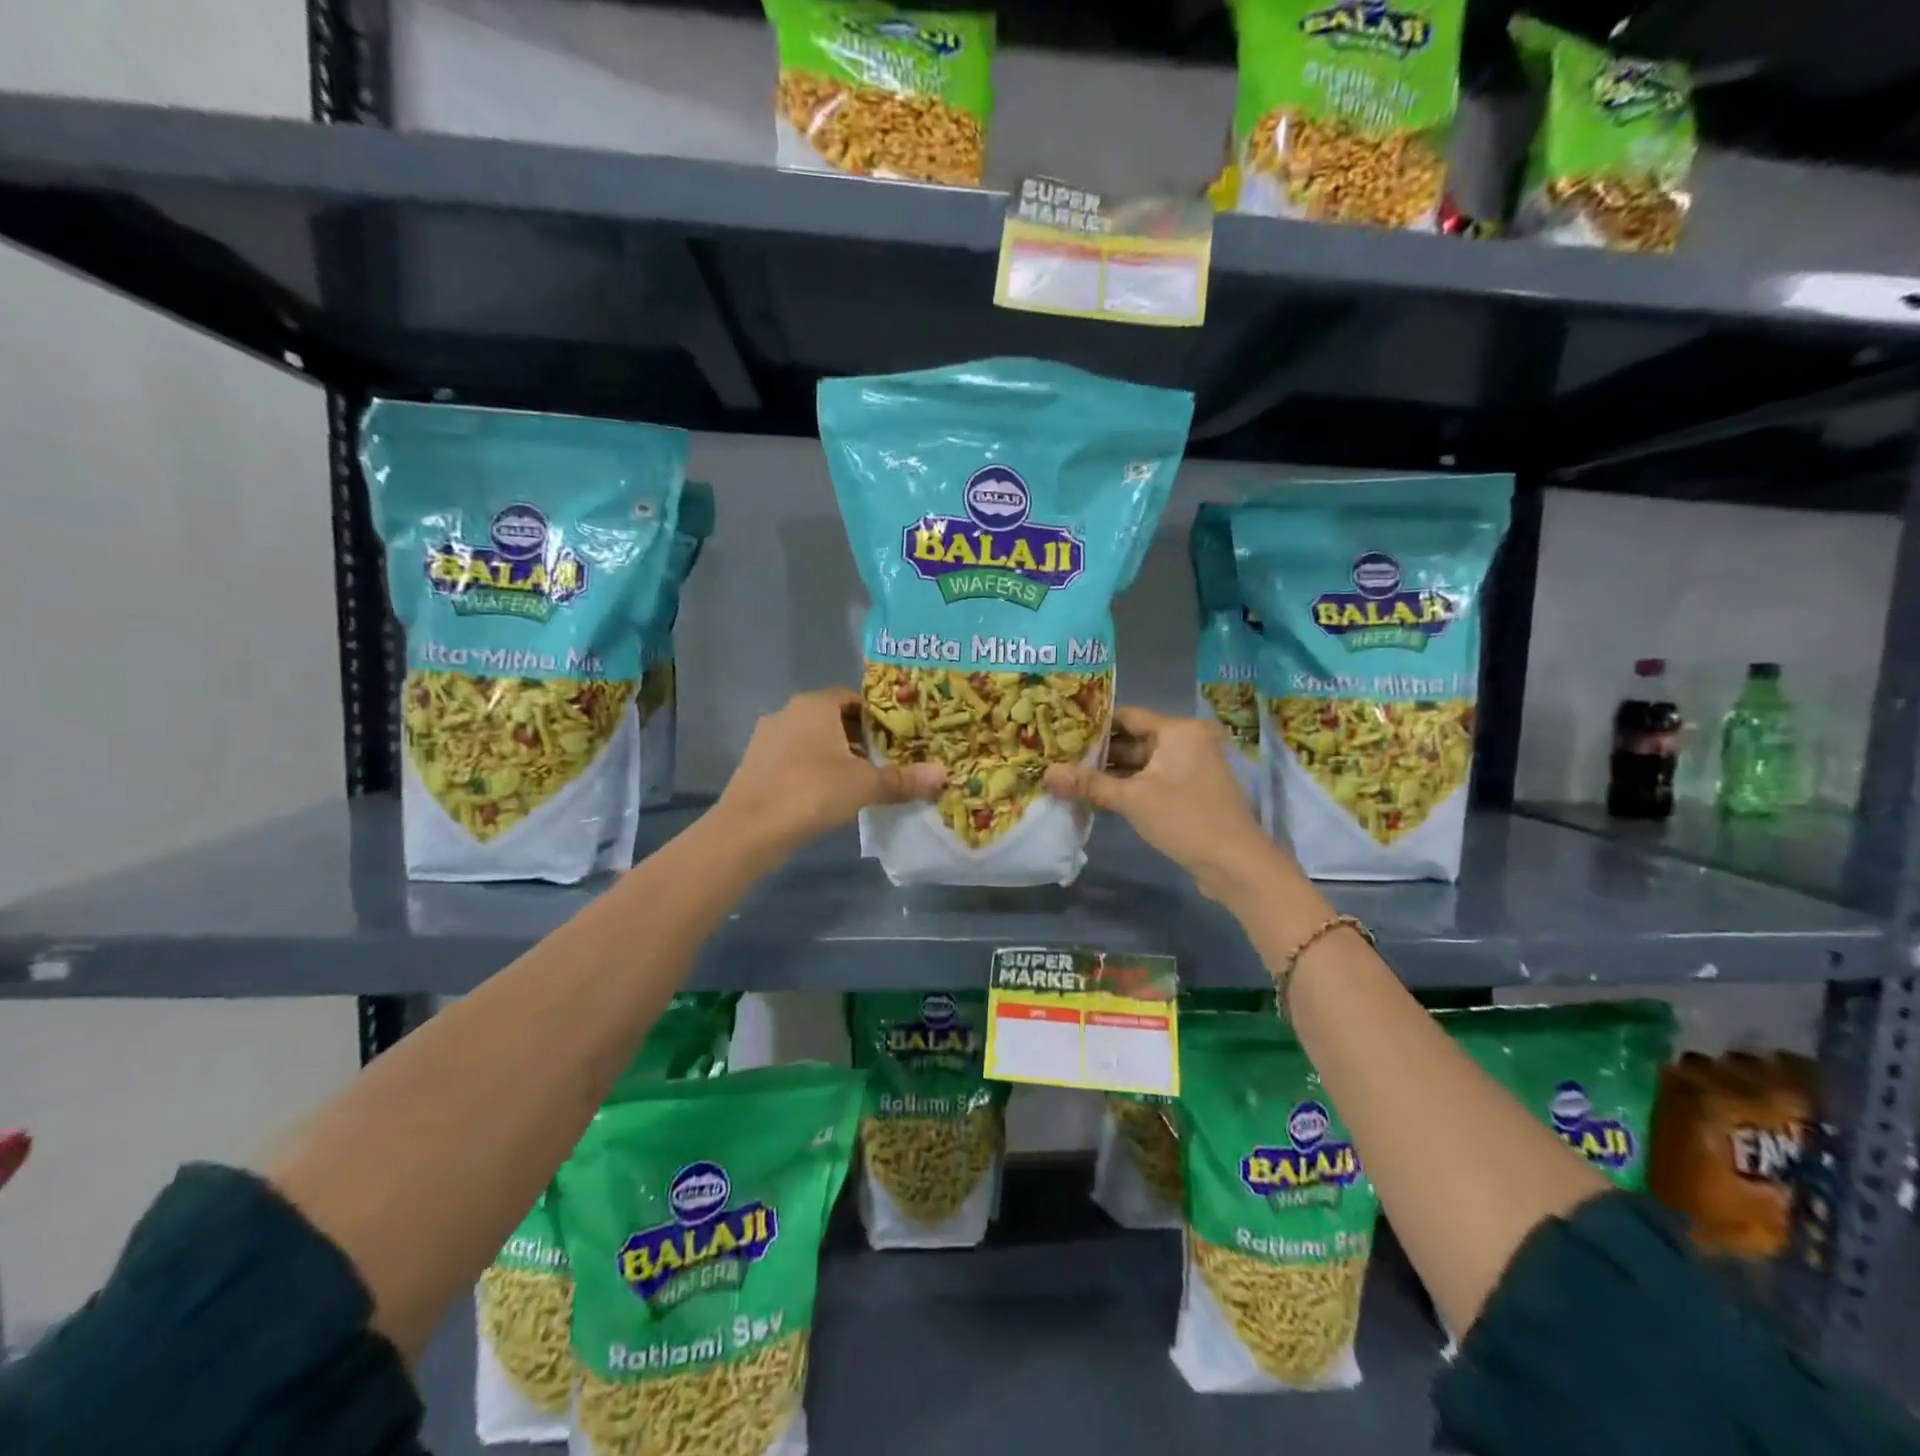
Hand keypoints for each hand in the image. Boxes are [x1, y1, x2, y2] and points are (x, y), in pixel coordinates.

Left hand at [714, 688, 944, 860]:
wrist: (748, 829)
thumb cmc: (811, 792)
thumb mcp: (865, 785)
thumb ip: (903, 779)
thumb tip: (944, 775)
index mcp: (814, 705)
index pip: (852, 698)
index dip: (877, 717)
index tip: (896, 739)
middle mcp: (788, 712)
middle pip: (832, 718)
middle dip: (858, 737)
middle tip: (883, 761)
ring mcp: (766, 738)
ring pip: (811, 739)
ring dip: (834, 755)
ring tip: (858, 781)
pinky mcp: (754, 764)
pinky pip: (793, 758)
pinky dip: (811, 769)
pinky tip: (825, 795)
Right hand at [1045, 706, 1291, 902]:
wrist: (1235, 864)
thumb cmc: (1185, 820)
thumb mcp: (1132, 800)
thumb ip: (1090, 784)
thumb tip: (1047, 773)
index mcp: (1178, 731)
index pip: (1128, 716)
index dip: (1094, 723)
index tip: (1062, 730)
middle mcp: (1187, 741)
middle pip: (1134, 738)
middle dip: (1099, 750)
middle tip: (1060, 755)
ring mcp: (1191, 767)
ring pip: (1142, 762)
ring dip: (1112, 771)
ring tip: (1071, 775)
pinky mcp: (1190, 790)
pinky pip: (1152, 779)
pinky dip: (1129, 785)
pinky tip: (1097, 795)